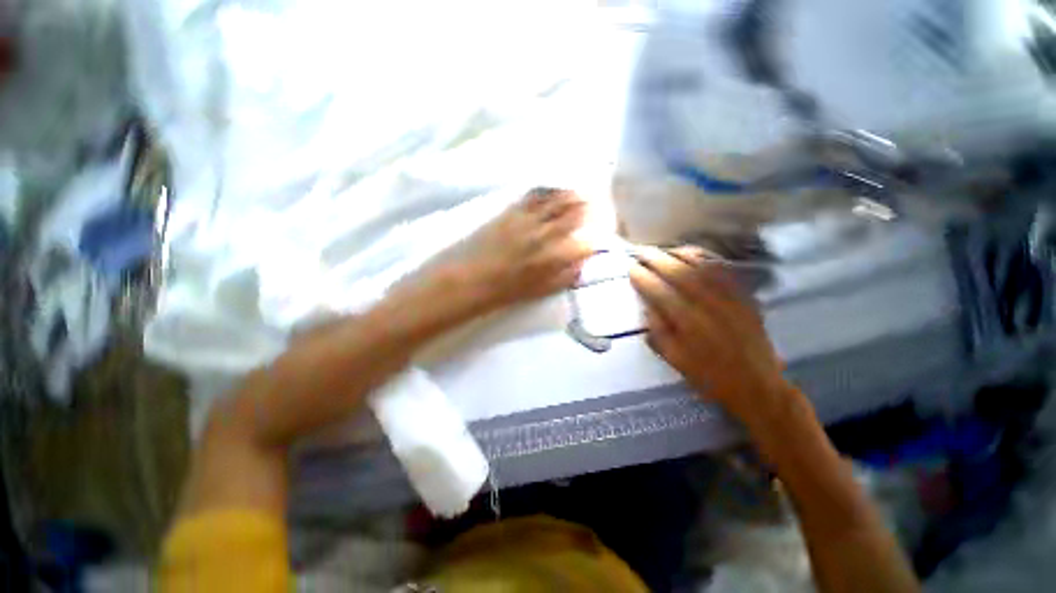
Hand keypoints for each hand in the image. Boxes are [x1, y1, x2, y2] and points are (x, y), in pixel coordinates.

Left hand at [457, 188, 592, 308]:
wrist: (468, 279)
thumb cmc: (503, 291)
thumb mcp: (538, 291)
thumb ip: (563, 278)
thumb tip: (580, 266)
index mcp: (553, 259)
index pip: (582, 245)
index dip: (590, 241)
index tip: (593, 240)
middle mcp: (545, 235)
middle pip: (572, 217)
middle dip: (583, 210)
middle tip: (590, 204)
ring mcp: (528, 220)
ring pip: (555, 203)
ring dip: (568, 197)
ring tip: (576, 193)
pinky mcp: (510, 212)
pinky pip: (533, 197)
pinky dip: (545, 192)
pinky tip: (550, 189)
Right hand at [629, 246, 790, 424]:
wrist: (756, 384)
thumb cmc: (710, 376)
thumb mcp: (676, 360)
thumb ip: (658, 332)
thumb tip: (647, 307)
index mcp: (688, 324)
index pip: (660, 292)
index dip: (643, 278)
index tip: (631, 269)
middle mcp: (708, 305)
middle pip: (679, 273)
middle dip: (656, 260)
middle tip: (641, 252)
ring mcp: (729, 298)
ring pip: (701, 267)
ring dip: (678, 254)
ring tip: (662, 250)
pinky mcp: (743, 296)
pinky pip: (722, 270)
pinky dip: (704, 258)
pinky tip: (692, 254)